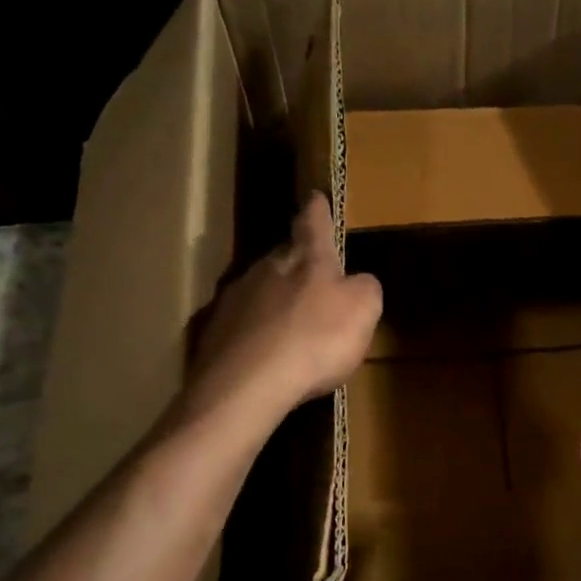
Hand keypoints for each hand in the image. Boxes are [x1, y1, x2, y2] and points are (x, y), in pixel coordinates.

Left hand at [182, 192, 381, 423]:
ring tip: (291, 324)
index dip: (317, 211)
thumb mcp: (363, 311)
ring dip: (275, 301)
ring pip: (260, 290)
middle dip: (297, 262)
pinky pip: (243, 326)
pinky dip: (257, 334)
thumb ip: (365, 289)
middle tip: (311, 276)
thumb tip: (359, 282)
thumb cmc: (315, 340)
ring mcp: (235, 299)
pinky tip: (266, 355)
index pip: (313, 223)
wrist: (247, 384)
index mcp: (306, 259)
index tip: (315, 196)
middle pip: (283, 256)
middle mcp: (266, 269)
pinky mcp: (215, 333)